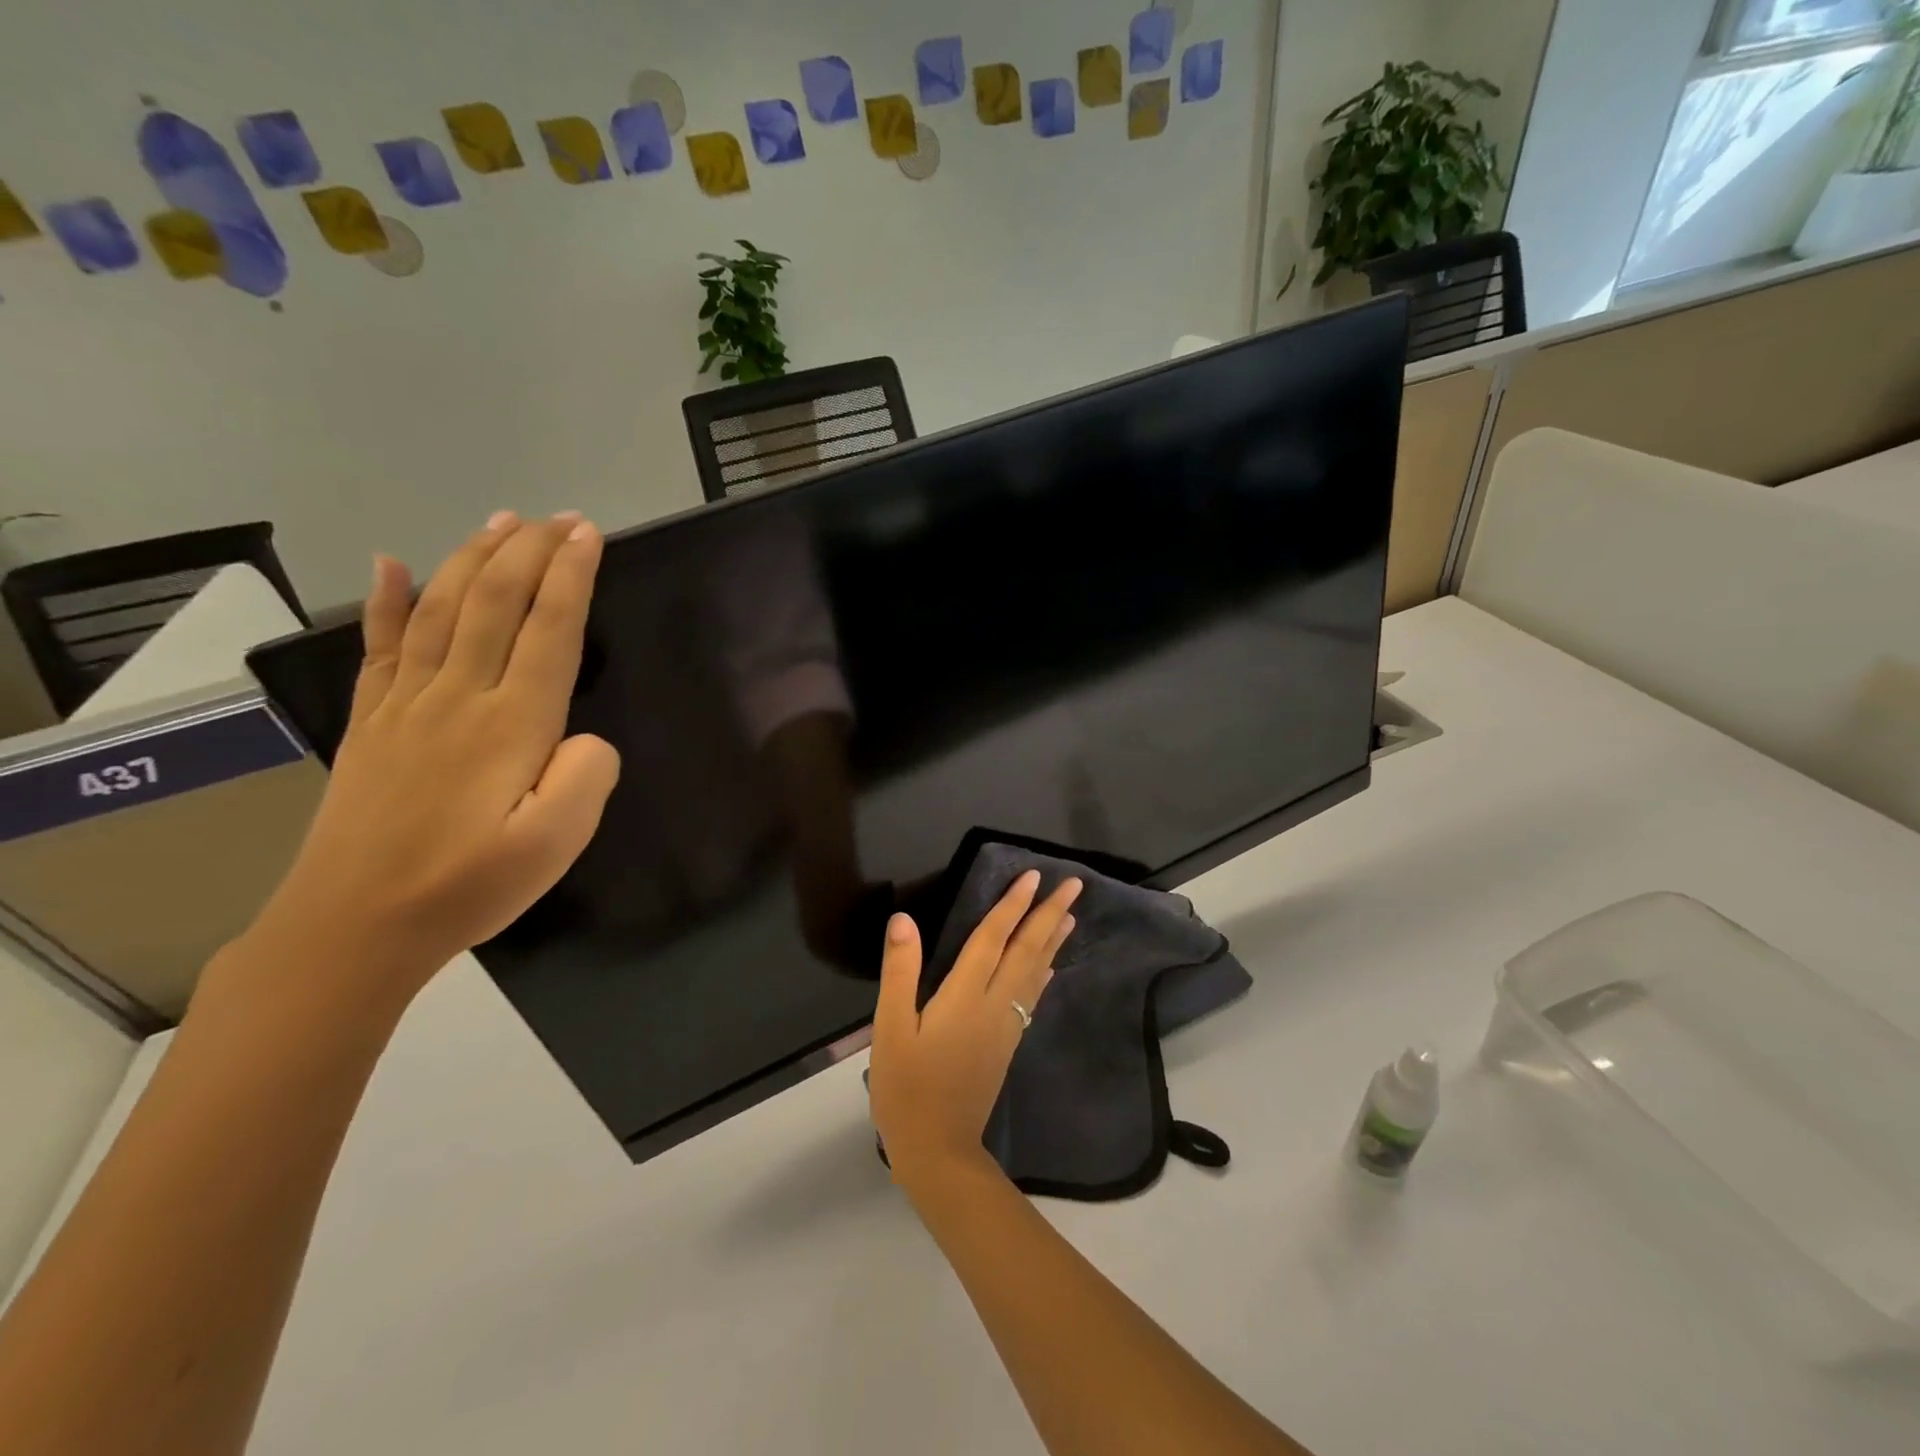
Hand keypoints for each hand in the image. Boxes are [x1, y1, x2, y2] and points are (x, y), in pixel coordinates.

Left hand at [247, 512, 620, 1004]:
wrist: (355, 926)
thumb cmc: (469, 885)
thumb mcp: (556, 844)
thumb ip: (587, 777)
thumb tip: (586, 736)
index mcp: (511, 723)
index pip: (549, 630)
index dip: (571, 576)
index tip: (589, 534)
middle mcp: (458, 697)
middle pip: (497, 603)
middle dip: (531, 551)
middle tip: (559, 517)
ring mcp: (407, 705)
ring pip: (445, 610)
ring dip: (475, 558)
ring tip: (502, 522)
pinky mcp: (372, 723)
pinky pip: (381, 647)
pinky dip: (389, 600)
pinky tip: (393, 564)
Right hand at [869, 869, 1081, 1187]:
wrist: (938, 1149)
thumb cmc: (907, 1087)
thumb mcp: (892, 1028)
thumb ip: (900, 972)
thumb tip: (903, 920)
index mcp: (965, 996)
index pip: (993, 938)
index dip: (1012, 905)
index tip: (1033, 877)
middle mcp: (994, 1004)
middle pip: (1026, 950)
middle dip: (1049, 914)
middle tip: (1074, 884)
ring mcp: (1006, 1026)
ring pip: (1035, 972)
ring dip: (1053, 940)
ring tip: (1070, 915)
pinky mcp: (1008, 1044)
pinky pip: (1032, 997)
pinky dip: (1043, 974)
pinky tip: (1049, 966)